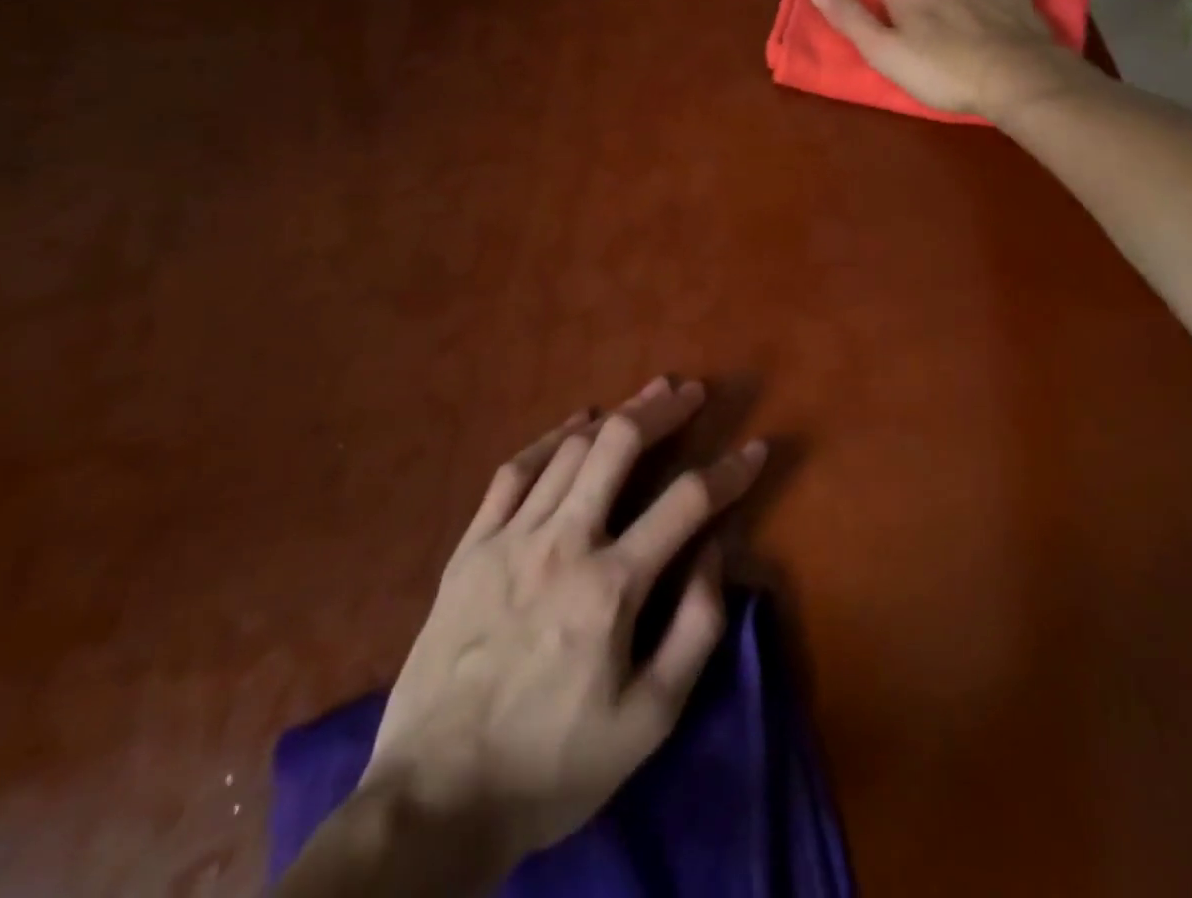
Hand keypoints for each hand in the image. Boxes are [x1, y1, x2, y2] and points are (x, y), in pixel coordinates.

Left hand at [360, 377, 765, 872]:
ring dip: (615, 416)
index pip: (687, 502)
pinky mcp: (471, 547)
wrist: (435, 800)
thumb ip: (696, 628)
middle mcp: (563, 543)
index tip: (756, 449)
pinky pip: (514, 470)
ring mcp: (510, 539)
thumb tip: (718, 551)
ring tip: (645, 398)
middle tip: (691, 391)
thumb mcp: (650, 719)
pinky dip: (549, 438)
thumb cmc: (554, 763)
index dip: (730, 470)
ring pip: (570, 449)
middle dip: (663, 410)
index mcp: (611, 587)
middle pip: (619, 446)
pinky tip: (573, 423)